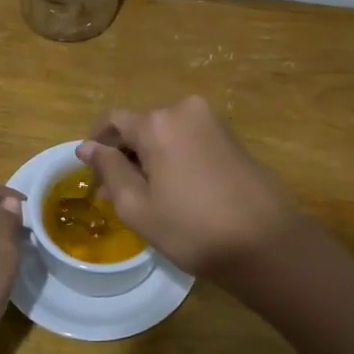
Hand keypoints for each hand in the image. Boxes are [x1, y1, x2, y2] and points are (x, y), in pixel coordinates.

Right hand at [77, 96, 296, 276]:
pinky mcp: (232, 137)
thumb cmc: (192, 228)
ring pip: (166, 133)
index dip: (97, 144)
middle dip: (124, 154)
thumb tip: (87, 146)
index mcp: (158, 122)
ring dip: (150, 157)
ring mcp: (213, 122)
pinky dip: (174, 157)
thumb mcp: (138, 205)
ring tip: (146, 196)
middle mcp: (185, 110)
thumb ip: (109, 169)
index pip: (114, 120)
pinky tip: (176, 190)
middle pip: (141, 125)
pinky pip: (189, 139)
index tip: (92, 174)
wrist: (266, 243)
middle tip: (115, 193)